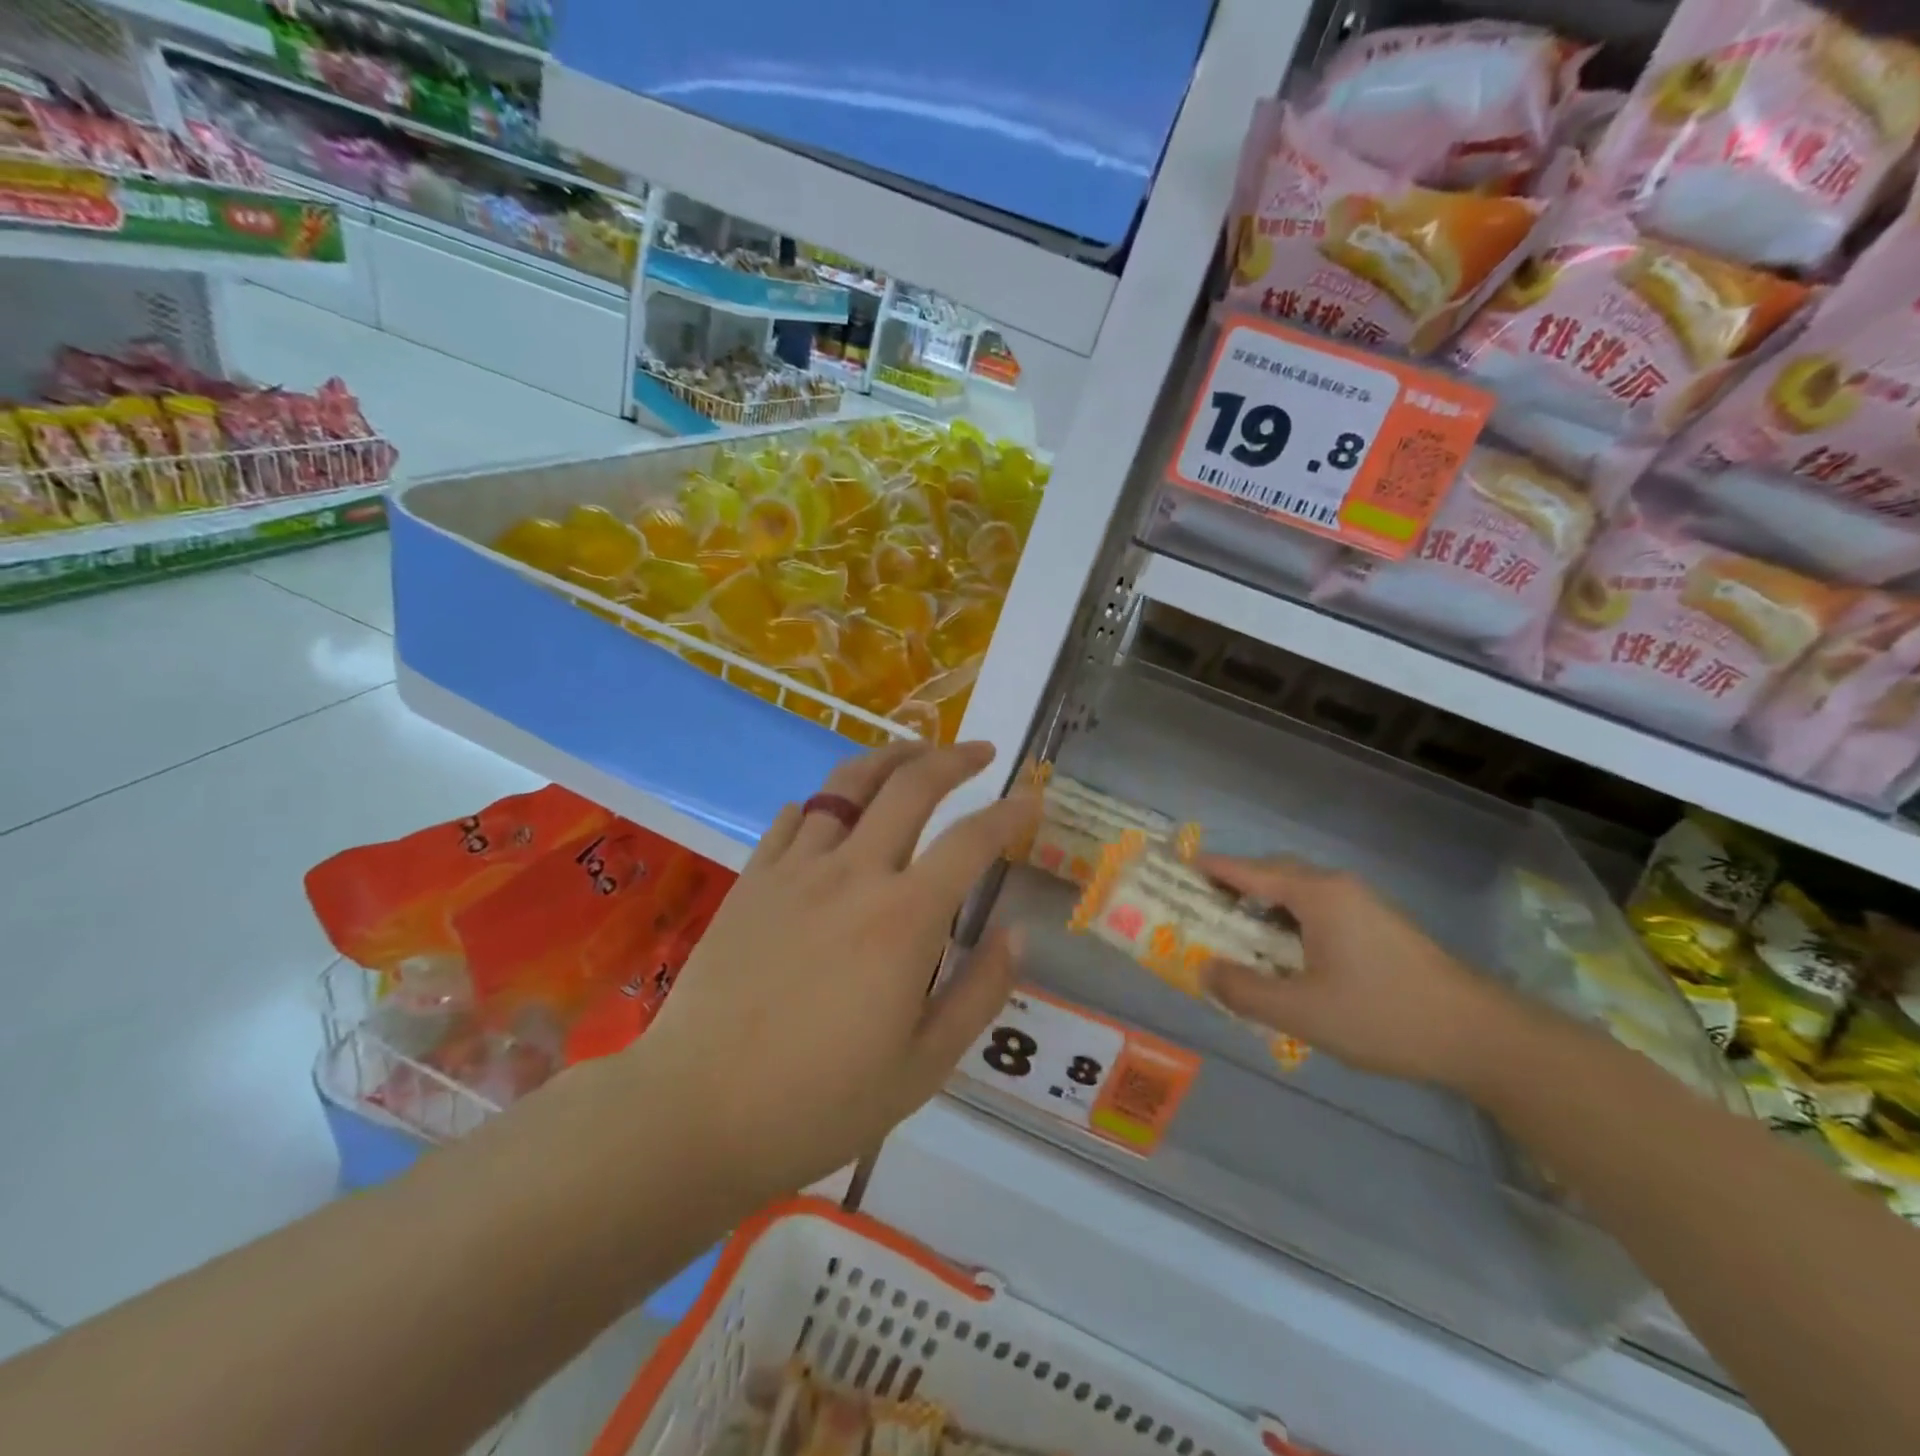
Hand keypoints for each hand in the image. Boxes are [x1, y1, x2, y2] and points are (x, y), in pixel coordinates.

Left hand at [634, 742, 1039, 1205]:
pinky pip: (793, 818)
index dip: (1009, 813)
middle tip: (978, 751)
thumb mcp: (923, 1066)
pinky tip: (831, 811)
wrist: (696, 1111)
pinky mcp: (751, 880)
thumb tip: (1018, 934)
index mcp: (904, 919)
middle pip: (909, 785)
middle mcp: (852, 874)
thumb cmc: (820, 1102)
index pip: (971, 841)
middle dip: (952, 758)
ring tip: (913, 753)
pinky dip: (823, 802)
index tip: (1032, 797)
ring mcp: (795, 870)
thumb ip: (978, 993)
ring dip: (889, 759)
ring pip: (846, 784)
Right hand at [1199, 855, 1522, 1089]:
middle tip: (1202, 907)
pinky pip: (1319, 909)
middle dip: (1236, 886)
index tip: (1179, 868)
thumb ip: (1245, 990)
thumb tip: (1205, 970)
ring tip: (1236, 932)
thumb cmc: (1382, 1015)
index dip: (1213, 869)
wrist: (1479, 1036)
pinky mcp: (1379, 925)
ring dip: (1264, 905)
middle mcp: (1338, 887)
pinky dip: (1289, 919)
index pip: (1250, 871)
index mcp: (1317, 894)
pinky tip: (1285, 952)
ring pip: (1299, 892)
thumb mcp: (1302, 1011)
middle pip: (1274, 874)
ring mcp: (1363, 904)